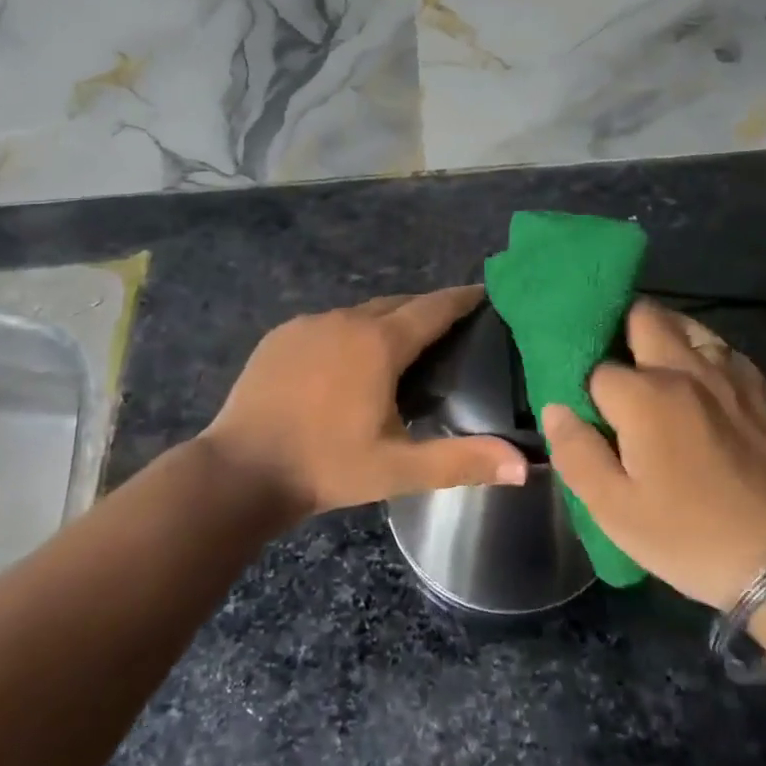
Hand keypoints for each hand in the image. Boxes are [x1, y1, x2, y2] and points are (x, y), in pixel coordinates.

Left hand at [200, 286, 528, 516]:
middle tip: (451, 327)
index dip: (462, 299)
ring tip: (403, 345)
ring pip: (361, 312)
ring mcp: (309, 323)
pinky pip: (328, 323)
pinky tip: (348, 360)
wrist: (240, 471)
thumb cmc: (326, 466)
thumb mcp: (399, 468)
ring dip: (386, 321)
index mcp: (380, 343)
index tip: (486, 294)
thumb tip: (525, 466)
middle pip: (398, 303)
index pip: (434, 308)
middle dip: (427, 309)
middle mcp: (346, 320)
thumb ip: (463, 461)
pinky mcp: (281, 335)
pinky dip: (349, 332)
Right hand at [542, 299, 765, 608]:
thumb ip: (576, 453)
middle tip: (614, 373)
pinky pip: (719, 347)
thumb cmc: (694, 537)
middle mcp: (685, 368)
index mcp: (645, 396)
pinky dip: (698, 353)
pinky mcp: (760, 388)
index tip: (586, 414)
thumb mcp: (617, 512)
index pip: (596, 368)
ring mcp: (729, 374)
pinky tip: (697, 386)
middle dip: (619, 331)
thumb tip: (555, 408)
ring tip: (652, 372)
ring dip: (660, 335)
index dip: (584, 389)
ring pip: (685, 323)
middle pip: (643, 315)